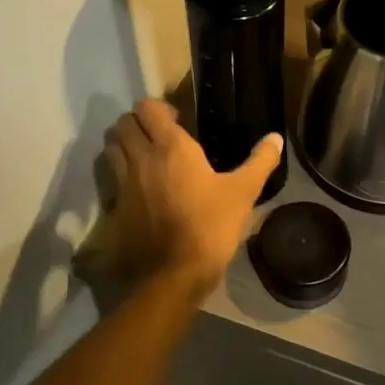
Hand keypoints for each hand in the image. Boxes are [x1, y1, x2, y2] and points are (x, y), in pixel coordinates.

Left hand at [104, 98, 282, 298]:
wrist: (174, 276)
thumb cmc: (211, 227)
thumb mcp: (244, 193)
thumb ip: (260, 161)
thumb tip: (276, 138)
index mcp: (171, 147)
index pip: (147, 108)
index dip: (158, 109)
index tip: (177, 120)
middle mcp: (141, 159)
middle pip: (122, 124)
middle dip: (137, 124)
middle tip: (158, 137)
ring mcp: (123, 184)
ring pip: (110, 149)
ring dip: (123, 146)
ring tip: (143, 158)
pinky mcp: (114, 209)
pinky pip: (109, 181)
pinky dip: (116, 178)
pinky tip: (135, 190)